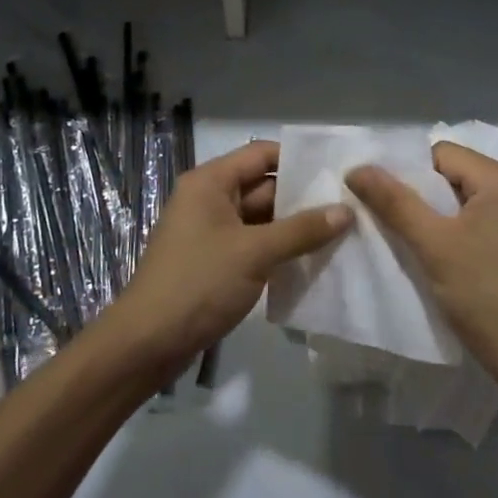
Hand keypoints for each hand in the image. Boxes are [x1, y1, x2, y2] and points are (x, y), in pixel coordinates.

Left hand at [106, 140, 351, 372]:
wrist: (148, 343)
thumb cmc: (198, 283)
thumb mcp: (254, 252)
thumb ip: (301, 230)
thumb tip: (347, 211)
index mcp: (210, 183)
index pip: (261, 154)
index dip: (298, 159)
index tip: (336, 172)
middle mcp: (210, 200)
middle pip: (264, 186)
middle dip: (303, 197)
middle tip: (349, 205)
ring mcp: (212, 232)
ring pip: (262, 219)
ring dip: (295, 226)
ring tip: (341, 231)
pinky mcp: (216, 261)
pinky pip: (255, 244)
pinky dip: (280, 249)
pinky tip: (313, 258)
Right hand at [347, 143, 497, 389]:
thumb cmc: (483, 295)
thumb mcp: (432, 244)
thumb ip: (394, 201)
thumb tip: (357, 168)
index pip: (442, 154)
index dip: (409, 174)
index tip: (389, 206)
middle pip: (456, 173)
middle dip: (424, 195)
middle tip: (398, 226)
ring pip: (468, 198)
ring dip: (440, 215)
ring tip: (419, 243)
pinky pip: (485, 219)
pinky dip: (461, 229)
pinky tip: (447, 257)